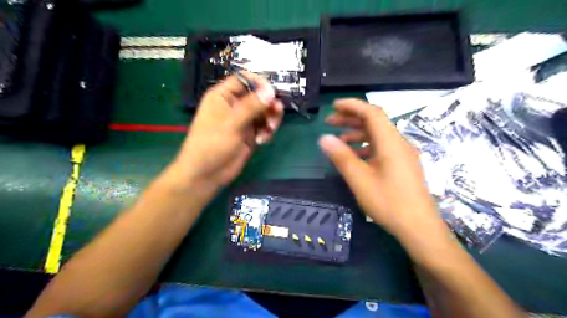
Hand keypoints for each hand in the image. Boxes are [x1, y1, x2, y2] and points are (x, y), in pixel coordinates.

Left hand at [168, 72, 282, 190]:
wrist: (207, 174)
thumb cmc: (212, 144)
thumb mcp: (232, 123)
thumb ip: (252, 106)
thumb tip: (271, 90)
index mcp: (224, 96)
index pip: (244, 80)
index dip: (259, 83)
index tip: (272, 92)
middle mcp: (235, 106)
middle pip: (259, 96)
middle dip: (269, 104)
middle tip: (276, 112)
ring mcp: (244, 121)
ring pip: (265, 112)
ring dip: (271, 119)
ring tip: (269, 129)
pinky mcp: (250, 135)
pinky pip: (265, 127)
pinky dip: (267, 131)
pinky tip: (263, 140)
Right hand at [320, 98, 444, 238]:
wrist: (419, 228)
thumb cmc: (389, 203)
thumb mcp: (360, 180)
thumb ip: (342, 157)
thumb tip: (324, 138)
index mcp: (390, 143)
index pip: (371, 113)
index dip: (352, 105)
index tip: (333, 106)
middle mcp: (398, 143)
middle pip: (374, 122)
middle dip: (351, 118)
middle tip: (330, 122)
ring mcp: (402, 154)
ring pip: (378, 135)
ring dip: (358, 132)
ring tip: (339, 139)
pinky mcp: (402, 165)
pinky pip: (382, 148)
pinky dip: (366, 146)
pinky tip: (355, 155)